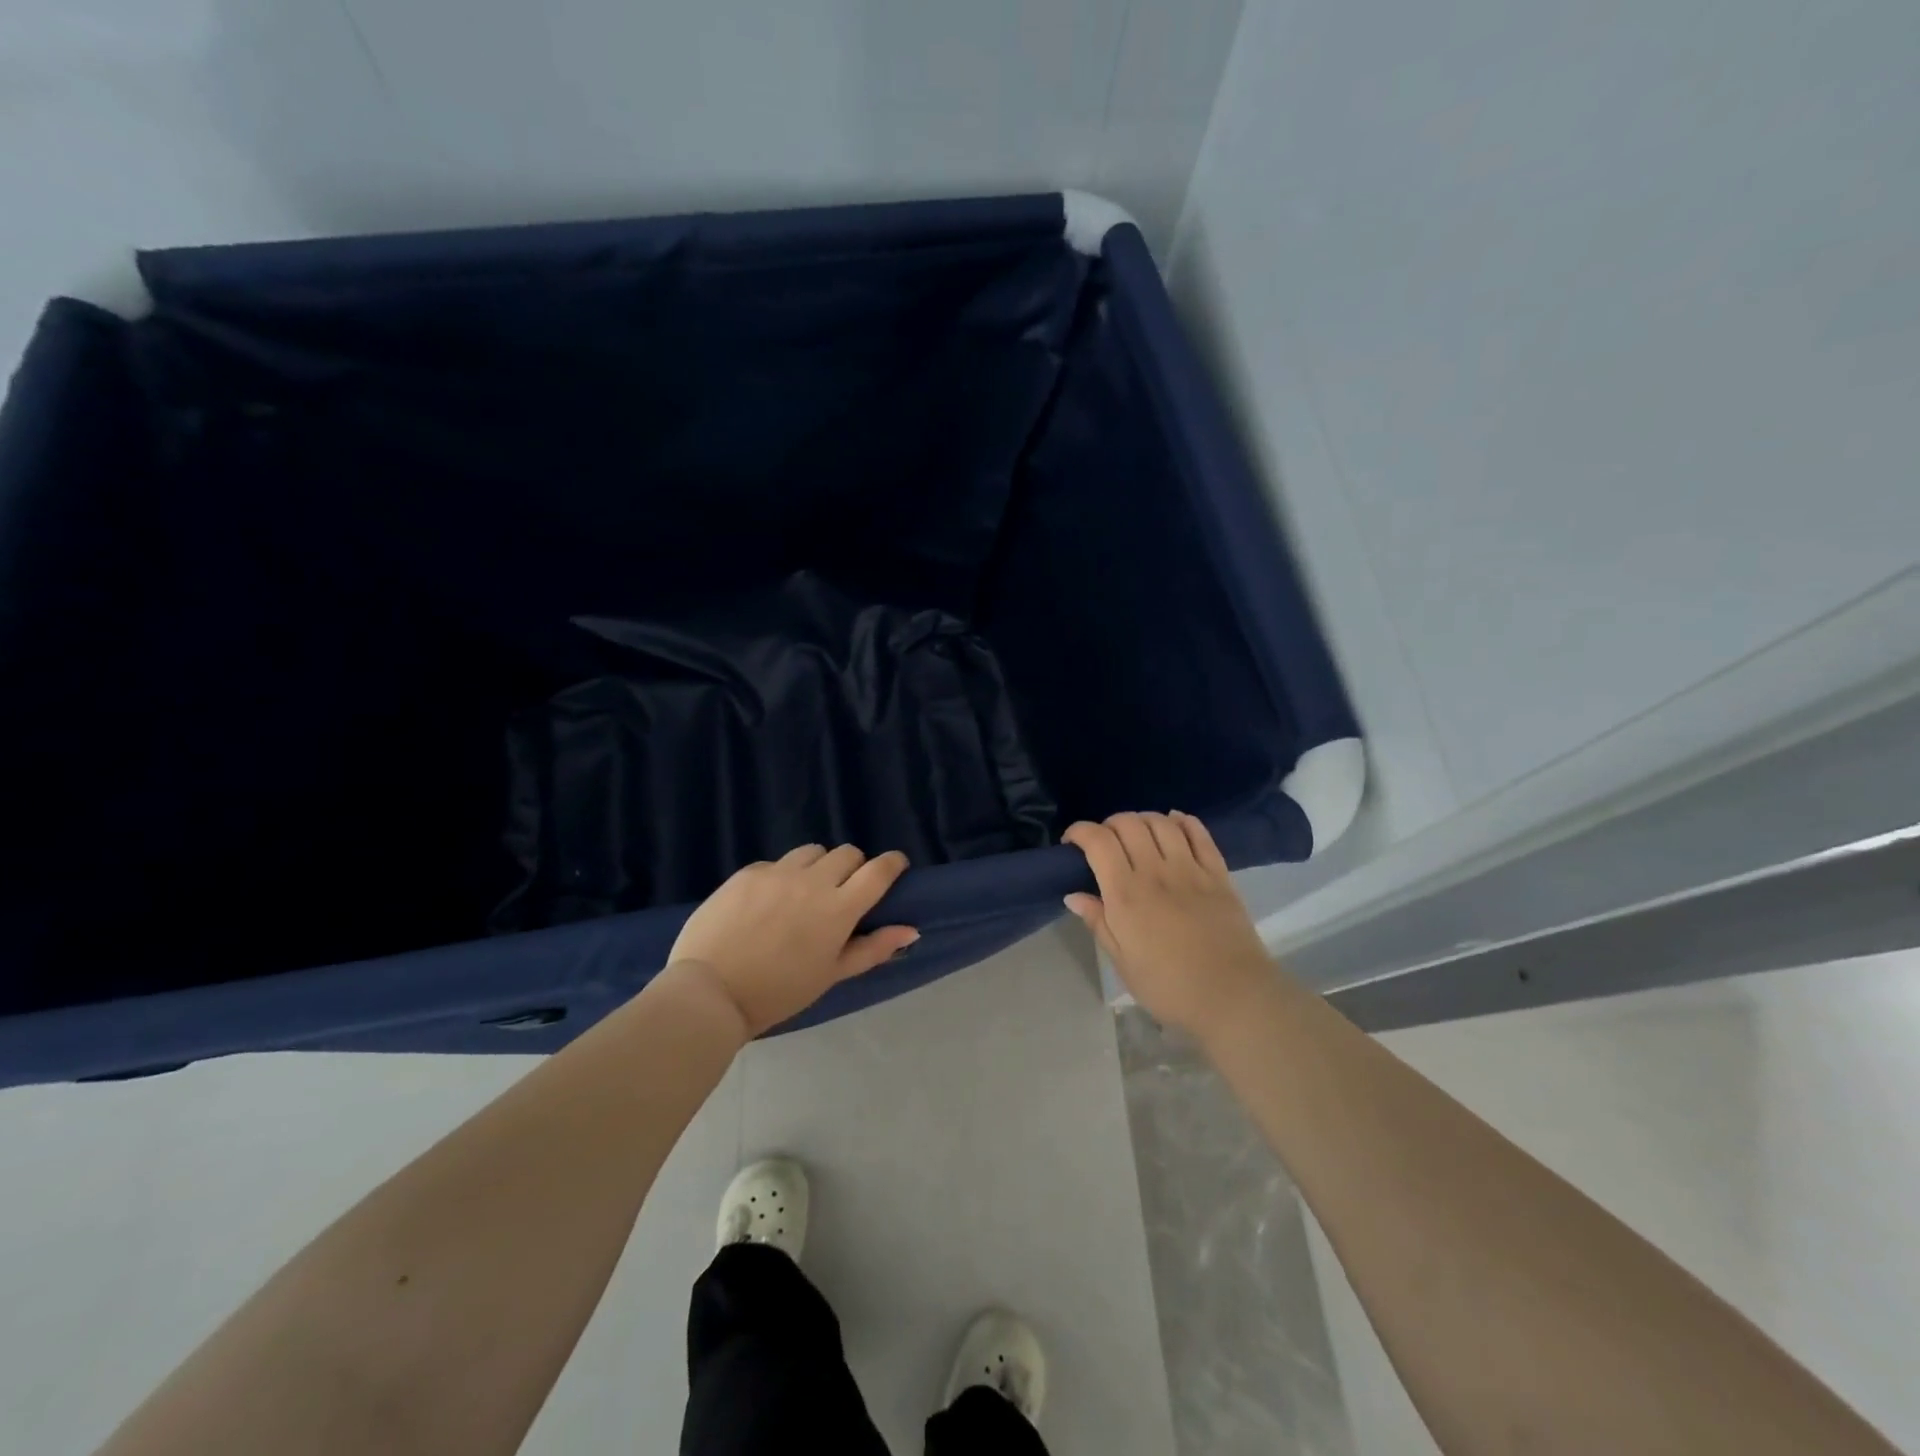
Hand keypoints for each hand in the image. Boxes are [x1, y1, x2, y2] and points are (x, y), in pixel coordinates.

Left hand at [668, 844, 917, 1036]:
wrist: (710, 992)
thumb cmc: (778, 993)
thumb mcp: (831, 975)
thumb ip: (873, 948)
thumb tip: (911, 930)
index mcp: (838, 909)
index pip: (878, 870)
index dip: (892, 863)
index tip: (894, 867)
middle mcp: (812, 881)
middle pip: (848, 853)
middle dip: (854, 866)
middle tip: (843, 891)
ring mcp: (777, 873)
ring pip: (812, 851)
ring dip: (819, 865)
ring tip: (805, 891)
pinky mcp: (747, 873)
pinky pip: (776, 863)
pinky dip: (782, 876)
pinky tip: (768, 902)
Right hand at [1063, 812, 1272, 1038]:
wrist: (1233, 997)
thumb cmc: (1169, 987)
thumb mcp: (1123, 962)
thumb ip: (1099, 922)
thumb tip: (1073, 895)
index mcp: (1126, 895)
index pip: (1098, 842)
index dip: (1080, 831)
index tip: (1071, 843)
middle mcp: (1155, 872)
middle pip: (1128, 824)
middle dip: (1108, 824)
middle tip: (1104, 842)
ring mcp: (1190, 869)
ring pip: (1162, 823)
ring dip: (1143, 819)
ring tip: (1137, 834)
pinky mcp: (1218, 874)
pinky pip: (1199, 834)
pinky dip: (1183, 821)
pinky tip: (1174, 823)